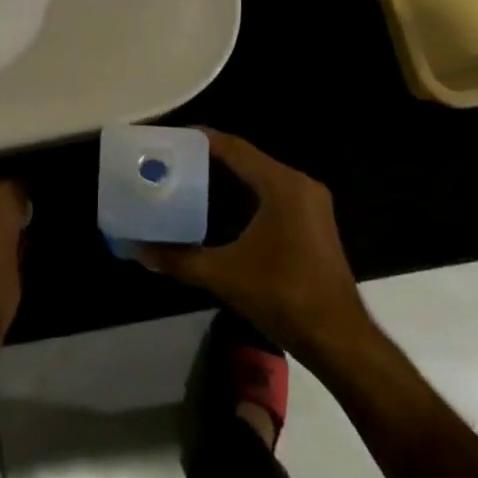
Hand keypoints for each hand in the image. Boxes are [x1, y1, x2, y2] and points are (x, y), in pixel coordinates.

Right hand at [138, 129, 373, 365]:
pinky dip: (243, 196)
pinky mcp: (312, 223)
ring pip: (259, 178)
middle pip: (246, 159)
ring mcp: (309, 204)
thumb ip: (180, 259)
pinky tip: (216, 209)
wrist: (338, 339)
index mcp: (282, 186)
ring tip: (185, 180)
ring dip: (226, 178)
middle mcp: (299, 185)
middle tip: (170, 161)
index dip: (200, 140)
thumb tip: (139, 251)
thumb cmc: (283, 297)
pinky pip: (271, 195)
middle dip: (208, 159)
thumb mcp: (224, 275)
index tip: (168, 138)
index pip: (235, 148)